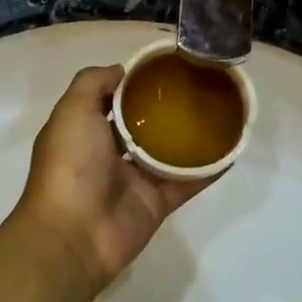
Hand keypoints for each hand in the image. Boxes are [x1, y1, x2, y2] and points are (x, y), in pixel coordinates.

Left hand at [14, 65, 213, 290]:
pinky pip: (186, 182)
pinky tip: (230, 151)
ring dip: (190, 137)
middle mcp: (107, 154)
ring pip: (167, 153)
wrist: (75, 233)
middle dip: (164, 109)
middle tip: (198, 86)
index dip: (132, 84)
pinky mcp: (157, 203)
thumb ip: (93, 83)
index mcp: (84, 131)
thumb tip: (121, 70)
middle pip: (141, 126)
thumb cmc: (70, 165)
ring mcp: (133, 180)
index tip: (163, 68)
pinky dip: (207, 170)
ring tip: (220, 112)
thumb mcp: (72, 111)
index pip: (110, 101)